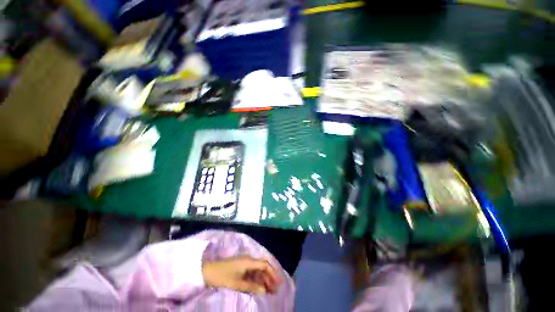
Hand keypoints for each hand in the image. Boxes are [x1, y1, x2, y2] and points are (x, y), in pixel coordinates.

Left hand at [202, 256, 281, 293]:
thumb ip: (251, 287)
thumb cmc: (223, 276)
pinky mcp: (241, 267)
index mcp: (249, 261)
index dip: (273, 273)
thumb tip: (264, 291)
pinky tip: (260, 287)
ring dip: (264, 279)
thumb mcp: (237, 283)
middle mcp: (249, 260)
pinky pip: (253, 272)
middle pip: (263, 267)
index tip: (278, 282)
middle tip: (275, 289)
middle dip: (270, 277)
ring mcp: (245, 263)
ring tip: (270, 290)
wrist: (208, 271)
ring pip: (258, 270)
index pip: (265, 264)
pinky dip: (257, 280)